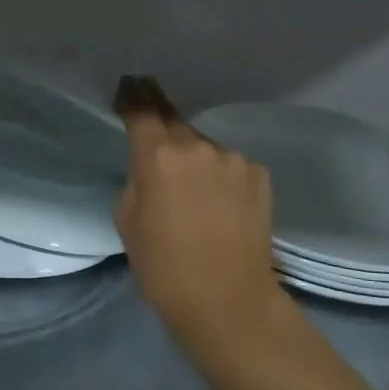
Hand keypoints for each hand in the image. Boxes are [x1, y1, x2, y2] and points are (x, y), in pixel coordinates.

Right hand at [115, 76, 284, 348]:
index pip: (142, 110)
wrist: (229, 301)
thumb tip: (152, 169)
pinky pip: (229, 165)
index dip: (133, 97)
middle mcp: (198, 147)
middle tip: (155, 146)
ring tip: (191, 192)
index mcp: (158, 156)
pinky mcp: (259, 175)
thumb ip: (137, 181)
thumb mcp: (128, 221)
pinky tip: (218, 204)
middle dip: (162, 129)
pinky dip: (219, 176)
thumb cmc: (164, 267)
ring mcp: (234, 159)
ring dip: (194, 159)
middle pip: (174, 123)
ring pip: (204, 147)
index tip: (128, 88)